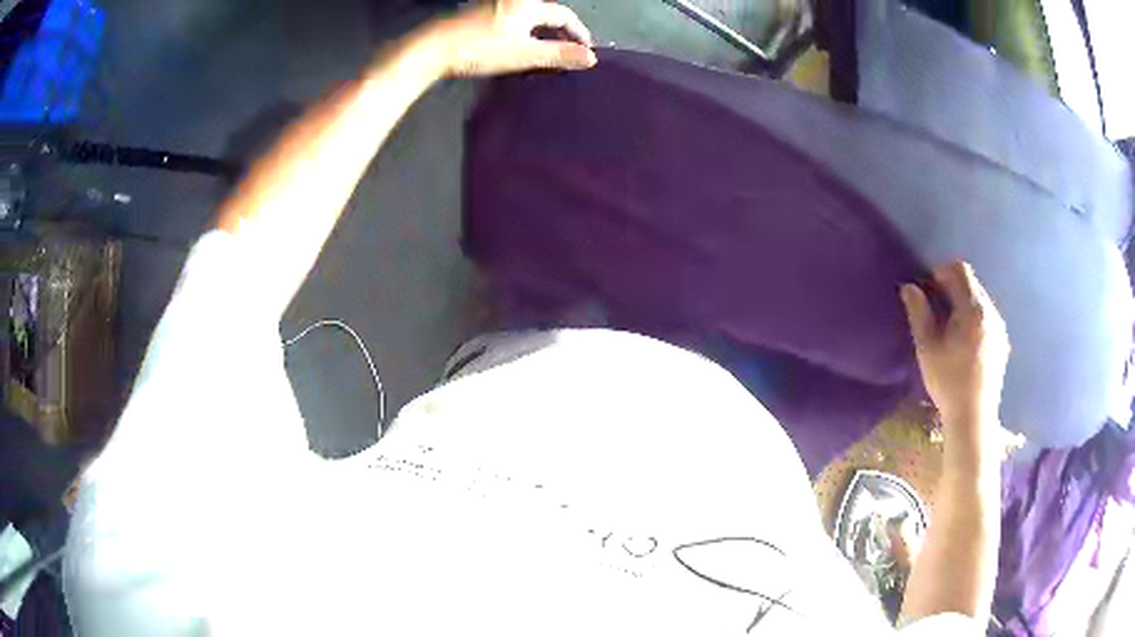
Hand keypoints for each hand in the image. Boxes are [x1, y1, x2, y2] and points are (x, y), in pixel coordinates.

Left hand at [433, 0, 595, 76]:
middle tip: (567, 47)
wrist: (433, 49)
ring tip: (545, 48)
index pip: (563, 15)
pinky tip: (516, 43)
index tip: (586, 48)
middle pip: (545, 11)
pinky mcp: (477, 12)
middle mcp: (512, 0)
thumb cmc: (478, 50)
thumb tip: (590, 58)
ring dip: (540, 29)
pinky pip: (511, 16)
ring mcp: (492, 4)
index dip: (577, 32)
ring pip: (527, 14)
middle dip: (559, 29)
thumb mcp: (523, 55)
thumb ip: (558, 55)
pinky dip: (522, 28)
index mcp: (526, 5)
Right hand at [900, 262, 1011, 466]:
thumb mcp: (928, 349)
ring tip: (950, 326)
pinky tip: (965, 341)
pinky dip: (975, 317)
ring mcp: (999, 327)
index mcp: (973, 309)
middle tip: (936, 307)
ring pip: (980, 300)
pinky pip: (987, 316)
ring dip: (964, 302)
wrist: (973, 416)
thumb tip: (909, 287)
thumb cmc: (948, 382)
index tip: (929, 287)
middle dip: (953, 287)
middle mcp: (990, 312)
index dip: (942, 271)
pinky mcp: (1002, 342)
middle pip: (972, 283)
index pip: (960, 270)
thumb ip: (919, 314)